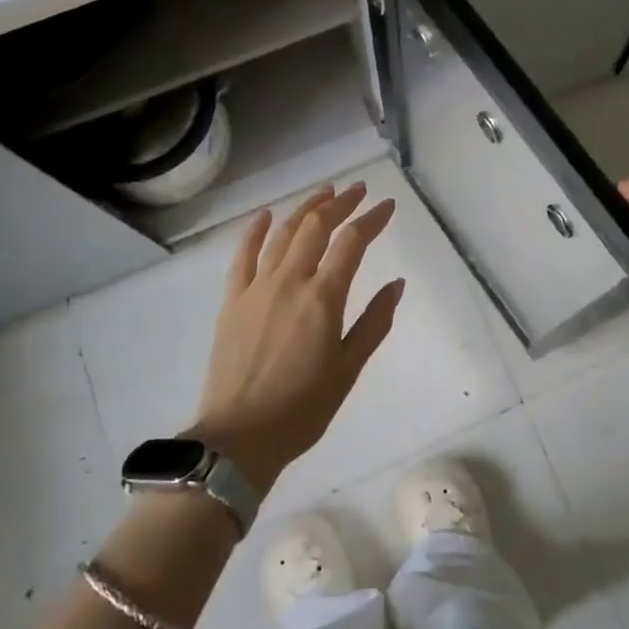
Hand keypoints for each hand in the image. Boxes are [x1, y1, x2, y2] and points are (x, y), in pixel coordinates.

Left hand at [191, 182, 404, 490]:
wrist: (240, 437)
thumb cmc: (303, 408)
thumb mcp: (349, 369)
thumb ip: (375, 322)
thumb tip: (396, 284)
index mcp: (323, 298)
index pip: (351, 242)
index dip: (372, 219)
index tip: (387, 206)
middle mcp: (289, 282)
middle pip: (316, 227)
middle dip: (340, 203)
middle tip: (358, 190)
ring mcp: (256, 288)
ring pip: (283, 234)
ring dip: (305, 209)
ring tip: (324, 194)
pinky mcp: (232, 300)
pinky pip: (242, 255)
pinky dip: (255, 230)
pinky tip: (266, 215)